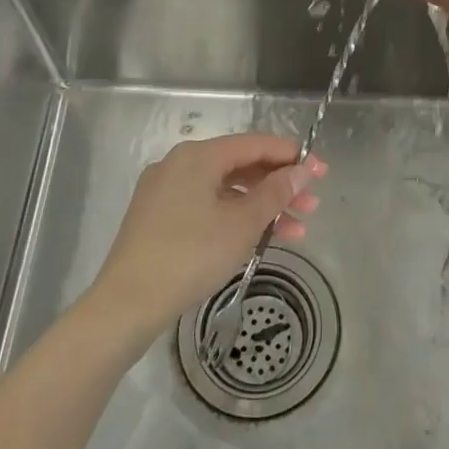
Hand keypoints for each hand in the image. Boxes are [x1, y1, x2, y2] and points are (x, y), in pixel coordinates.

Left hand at [89, 134, 326, 336]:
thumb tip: (302, 170)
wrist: (127, 304)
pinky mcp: (159, 219)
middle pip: (241, 167)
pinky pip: (208, 207)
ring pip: (226, 191)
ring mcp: (166, 192)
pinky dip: (236, 219)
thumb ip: (276, 192)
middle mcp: (180, 164)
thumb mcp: (242, 223)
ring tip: (297, 231)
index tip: (321, 171)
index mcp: (198, 155)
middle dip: (280, 186)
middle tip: (313, 205)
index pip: (255, 144)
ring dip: (262, 208)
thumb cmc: (191, 255)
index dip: (291, 156)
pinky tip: (259, 240)